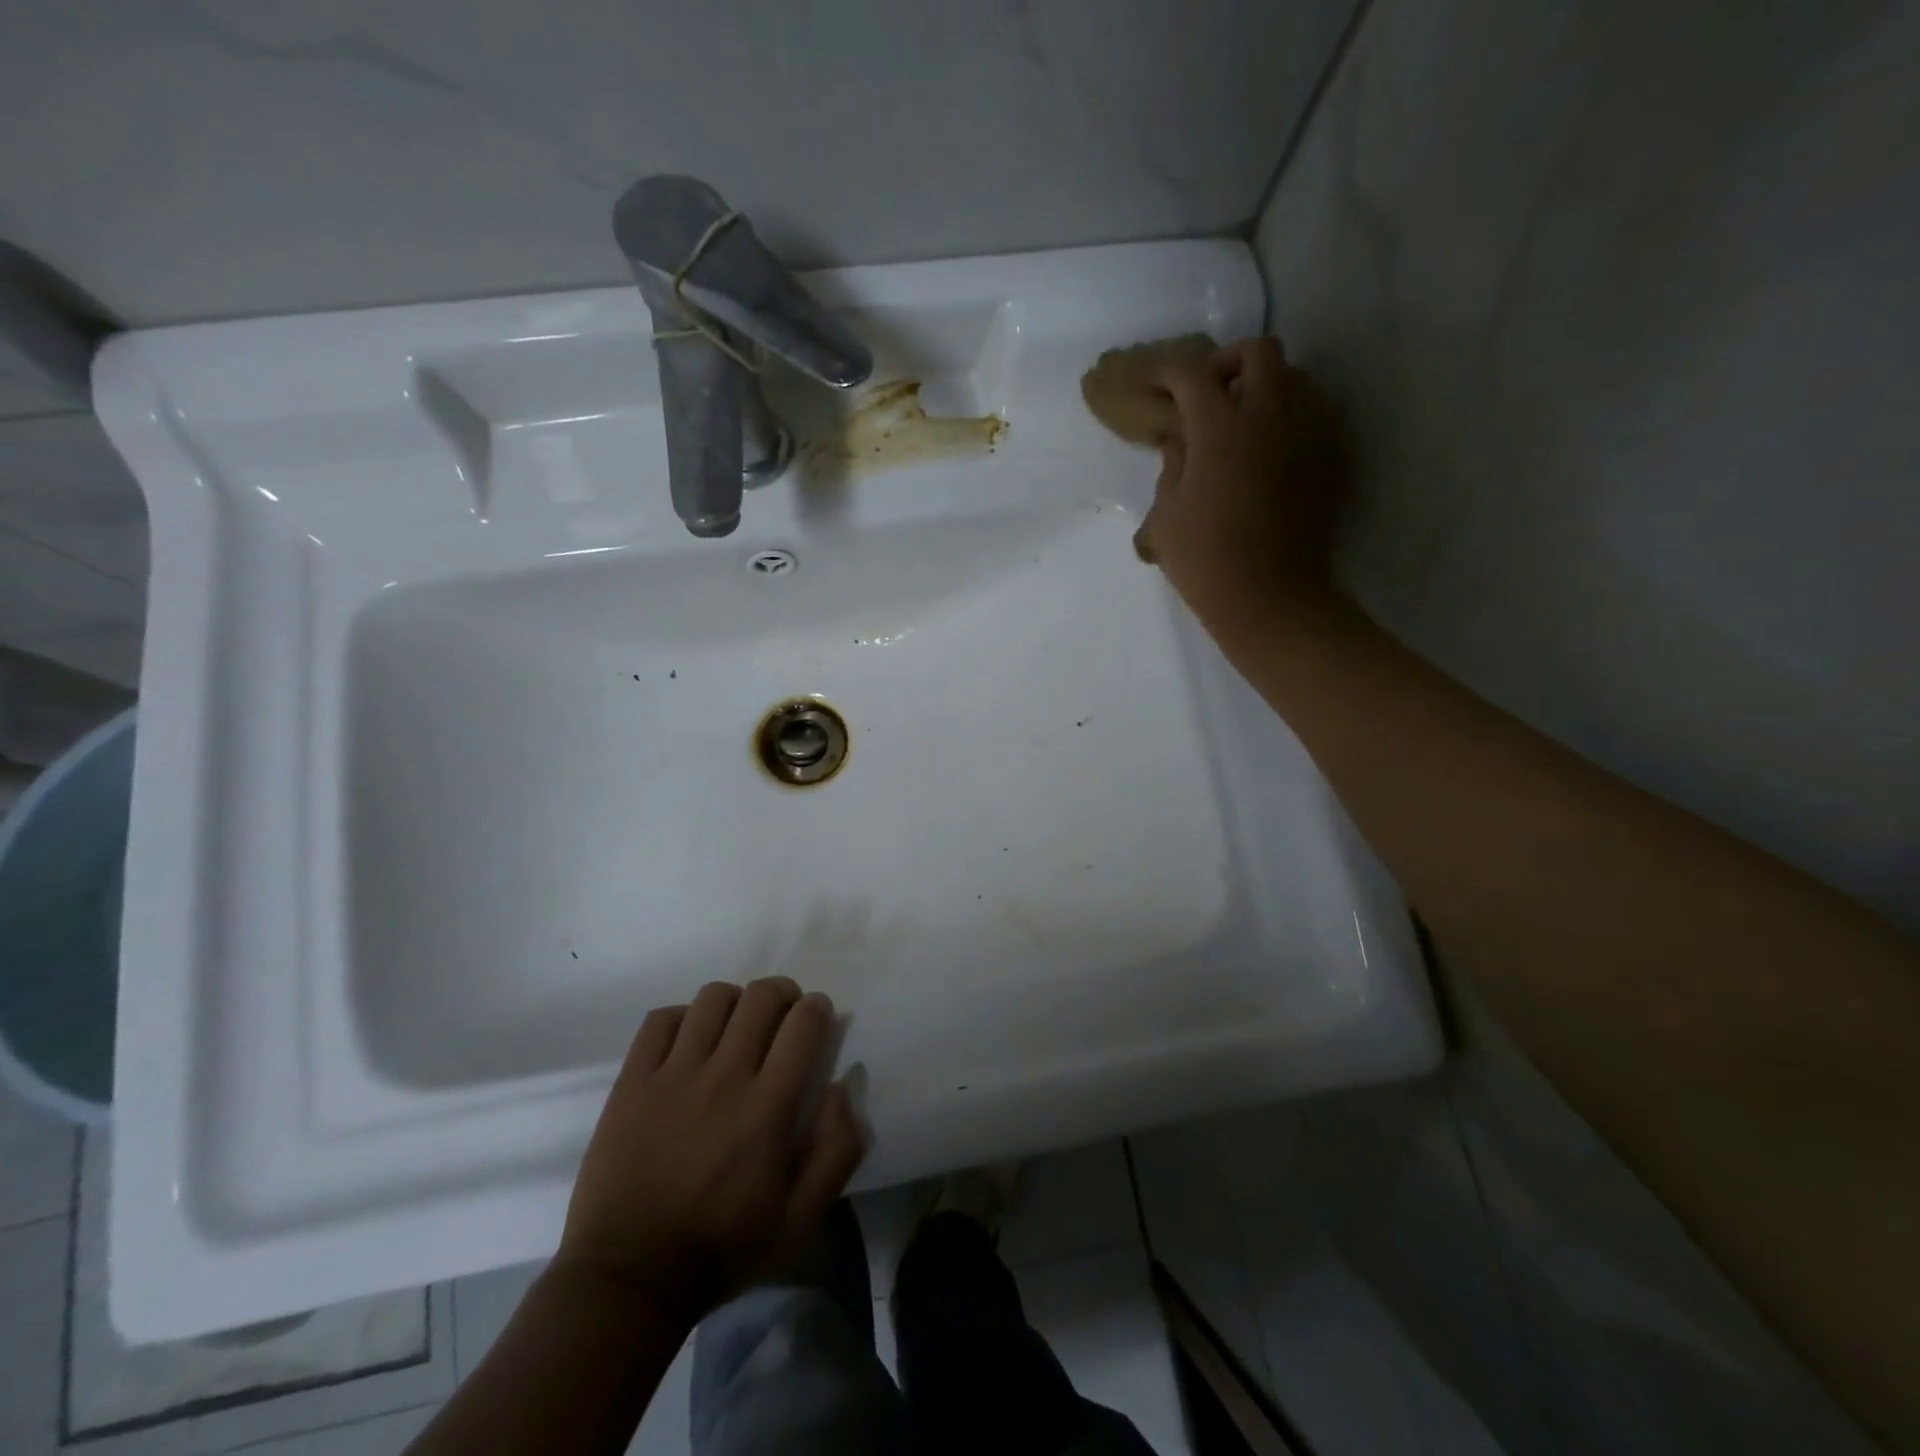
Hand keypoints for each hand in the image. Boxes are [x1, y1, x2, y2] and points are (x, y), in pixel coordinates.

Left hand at [554, 978, 865, 1322]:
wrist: (628, 1281)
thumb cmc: (721, 1250)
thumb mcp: (799, 1221)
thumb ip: (836, 1150)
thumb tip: (844, 1085)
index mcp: (767, 1108)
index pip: (804, 1022)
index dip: (818, 1008)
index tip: (818, 1019)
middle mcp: (723, 1077)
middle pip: (762, 997)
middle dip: (783, 995)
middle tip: (782, 1018)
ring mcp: (672, 1075)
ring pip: (714, 998)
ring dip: (736, 1002)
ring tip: (735, 1027)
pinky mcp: (632, 1082)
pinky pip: (660, 1019)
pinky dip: (682, 1018)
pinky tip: (689, 1042)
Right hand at [1138, 337, 1346, 638]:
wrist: (1270, 597)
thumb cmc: (1205, 560)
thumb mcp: (1167, 516)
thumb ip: (1172, 467)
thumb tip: (1180, 441)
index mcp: (1220, 428)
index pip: (1191, 374)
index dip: (1167, 373)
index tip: (1154, 386)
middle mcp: (1270, 415)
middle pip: (1258, 352)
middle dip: (1227, 362)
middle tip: (1207, 392)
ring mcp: (1307, 433)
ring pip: (1295, 376)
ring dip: (1264, 385)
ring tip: (1241, 418)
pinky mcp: (1329, 456)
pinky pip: (1314, 412)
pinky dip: (1289, 414)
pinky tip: (1269, 447)